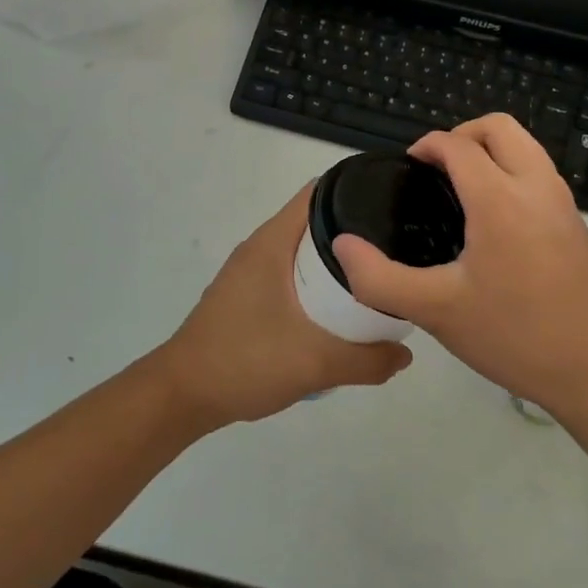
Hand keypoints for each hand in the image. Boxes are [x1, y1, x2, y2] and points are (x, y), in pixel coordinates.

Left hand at [157, 184, 412, 429]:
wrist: (182, 395)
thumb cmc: (244, 361)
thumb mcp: (315, 363)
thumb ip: (366, 360)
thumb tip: (406, 354)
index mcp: (273, 241)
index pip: (320, 193)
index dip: (358, 192)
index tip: (394, 205)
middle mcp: (261, 246)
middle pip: (317, 220)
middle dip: (356, 232)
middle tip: (395, 249)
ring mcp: (251, 270)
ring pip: (304, 250)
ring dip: (337, 260)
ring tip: (377, 275)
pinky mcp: (247, 293)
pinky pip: (292, 272)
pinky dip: (317, 281)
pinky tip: (339, 307)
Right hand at [332, 114, 587, 416]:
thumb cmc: (515, 335)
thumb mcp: (436, 311)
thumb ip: (380, 278)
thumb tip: (343, 245)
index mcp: (499, 199)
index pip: (458, 146)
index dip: (429, 145)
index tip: (409, 166)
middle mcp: (536, 186)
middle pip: (500, 127)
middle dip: (463, 134)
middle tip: (437, 169)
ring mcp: (562, 202)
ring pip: (526, 145)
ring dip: (492, 149)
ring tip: (462, 189)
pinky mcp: (577, 221)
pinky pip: (540, 171)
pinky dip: (513, 170)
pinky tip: (495, 218)